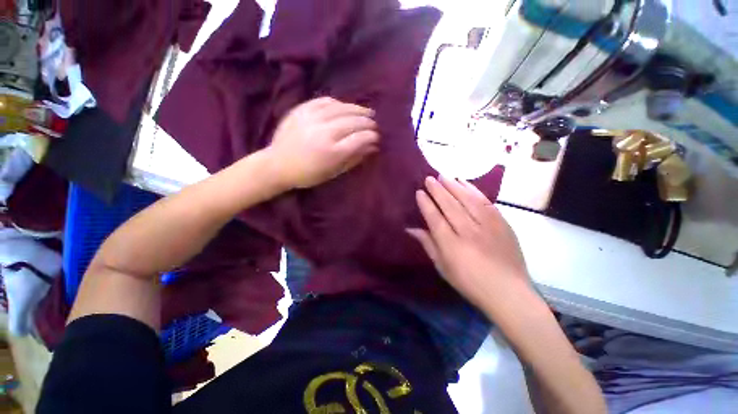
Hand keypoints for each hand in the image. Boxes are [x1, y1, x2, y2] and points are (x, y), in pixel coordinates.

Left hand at [265, 97, 379, 188]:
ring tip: (367, 112)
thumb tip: (372, 147)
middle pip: (353, 122)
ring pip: (341, 108)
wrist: (277, 164)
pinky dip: (338, 103)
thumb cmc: (308, 174)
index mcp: (332, 152)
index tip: (377, 137)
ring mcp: (312, 118)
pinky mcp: (302, 110)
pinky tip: (345, 106)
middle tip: (374, 125)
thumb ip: (354, 159)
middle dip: (367, 122)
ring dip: (357, 109)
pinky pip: (324, 101)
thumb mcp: (334, 172)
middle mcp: (324, 132)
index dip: (371, 136)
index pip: (359, 138)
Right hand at [408, 176, 532, 315]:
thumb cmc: (469, 282)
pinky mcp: (502, 223)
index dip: (426, 204)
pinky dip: (474, 190)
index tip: (419, 192)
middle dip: (438, 190)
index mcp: (452, 246)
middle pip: (450, 205)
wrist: (508, 292)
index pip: (435, 219)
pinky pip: (486, 202)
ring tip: (444, 176)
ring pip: (468, 200)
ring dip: (454, 186)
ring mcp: (488, 226)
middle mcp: (469, 232)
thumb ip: (427, 244)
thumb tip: (410, 229)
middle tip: (429, 178)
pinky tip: (465, 183)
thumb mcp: (442, 267)